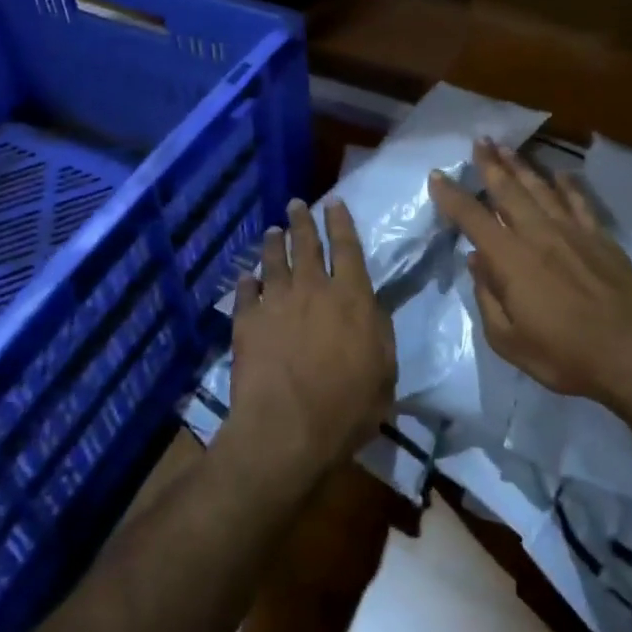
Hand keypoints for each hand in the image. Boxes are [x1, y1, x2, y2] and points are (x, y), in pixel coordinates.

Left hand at [220, 197, 395, 489]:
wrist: (287, 429)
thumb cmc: (347, 406)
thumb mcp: (384, 370)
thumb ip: (379, 331)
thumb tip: (371, 308)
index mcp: (351, 296)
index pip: (347, 248)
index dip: (340, 222)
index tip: (333, 202)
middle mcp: (313, 289)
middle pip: (306, 245)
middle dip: (302, 221)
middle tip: (296, 203)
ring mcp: (276, 303)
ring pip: (274, 262)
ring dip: (273, 243)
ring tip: (271, 231)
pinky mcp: (247, 323)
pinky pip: (246, 293)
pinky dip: (247, 282)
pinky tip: (246, 276)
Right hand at [429, 141, 631, 405]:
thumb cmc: (566, 355)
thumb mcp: (509, 341)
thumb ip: (487, 298)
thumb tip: (477, 261)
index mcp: (510, 259)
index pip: (473, 218)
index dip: (452, 196)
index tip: (437, 175)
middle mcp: (538, 234)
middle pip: (509, 190)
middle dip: (490, 164)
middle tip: (479, 140)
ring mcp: (573, 232)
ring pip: (541, 188)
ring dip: (521, 166)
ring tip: (507, 148)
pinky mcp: (601, 237)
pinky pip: (579, 202)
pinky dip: (568, 185)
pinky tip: (560, 174)